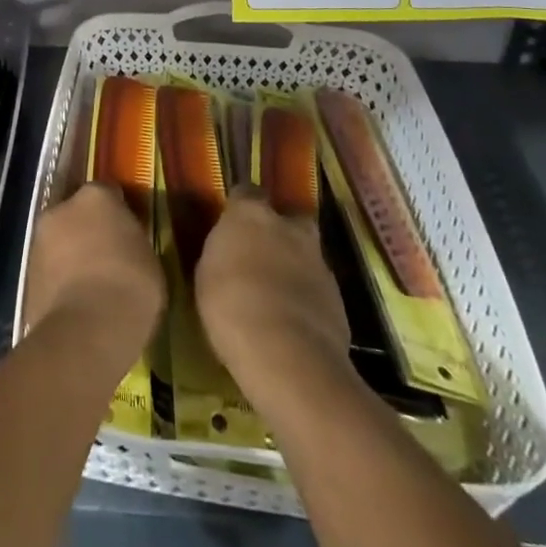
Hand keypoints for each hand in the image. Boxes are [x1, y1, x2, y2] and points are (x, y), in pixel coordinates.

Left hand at [22, 183, 164, 371]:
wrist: (87, 331)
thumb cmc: (130, 286)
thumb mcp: (147, 257)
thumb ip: (130, 241)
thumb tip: (124, 245)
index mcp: (95, 197)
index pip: (108, 194)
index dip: (118, 213)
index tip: (128, 233)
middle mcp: (61, 209)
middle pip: (77, 214)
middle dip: (88, 230)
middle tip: (108, 257)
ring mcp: (39, 240)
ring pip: (59, 241)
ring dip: (71, 255)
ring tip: (91, 285)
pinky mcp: (26, 274)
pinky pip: (50, 270)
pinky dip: (60, 280)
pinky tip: (76, 303)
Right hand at [195, 187, 349, 400]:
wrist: (286, 354)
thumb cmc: (230, 306)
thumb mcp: (206, 274)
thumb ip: (224, 253)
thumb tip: (230, 251)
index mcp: (251, 214)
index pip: (246, 193)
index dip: (240, 208)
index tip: (232, 226)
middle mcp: (289, 228)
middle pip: (289, 218)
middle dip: (280, 232)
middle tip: (263, 255)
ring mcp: (318, 261)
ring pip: (306, 254)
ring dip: (295, 267)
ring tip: (277, 297)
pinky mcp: (338, 297)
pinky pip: (317, 289)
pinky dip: (307, 298)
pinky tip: (293, 321)